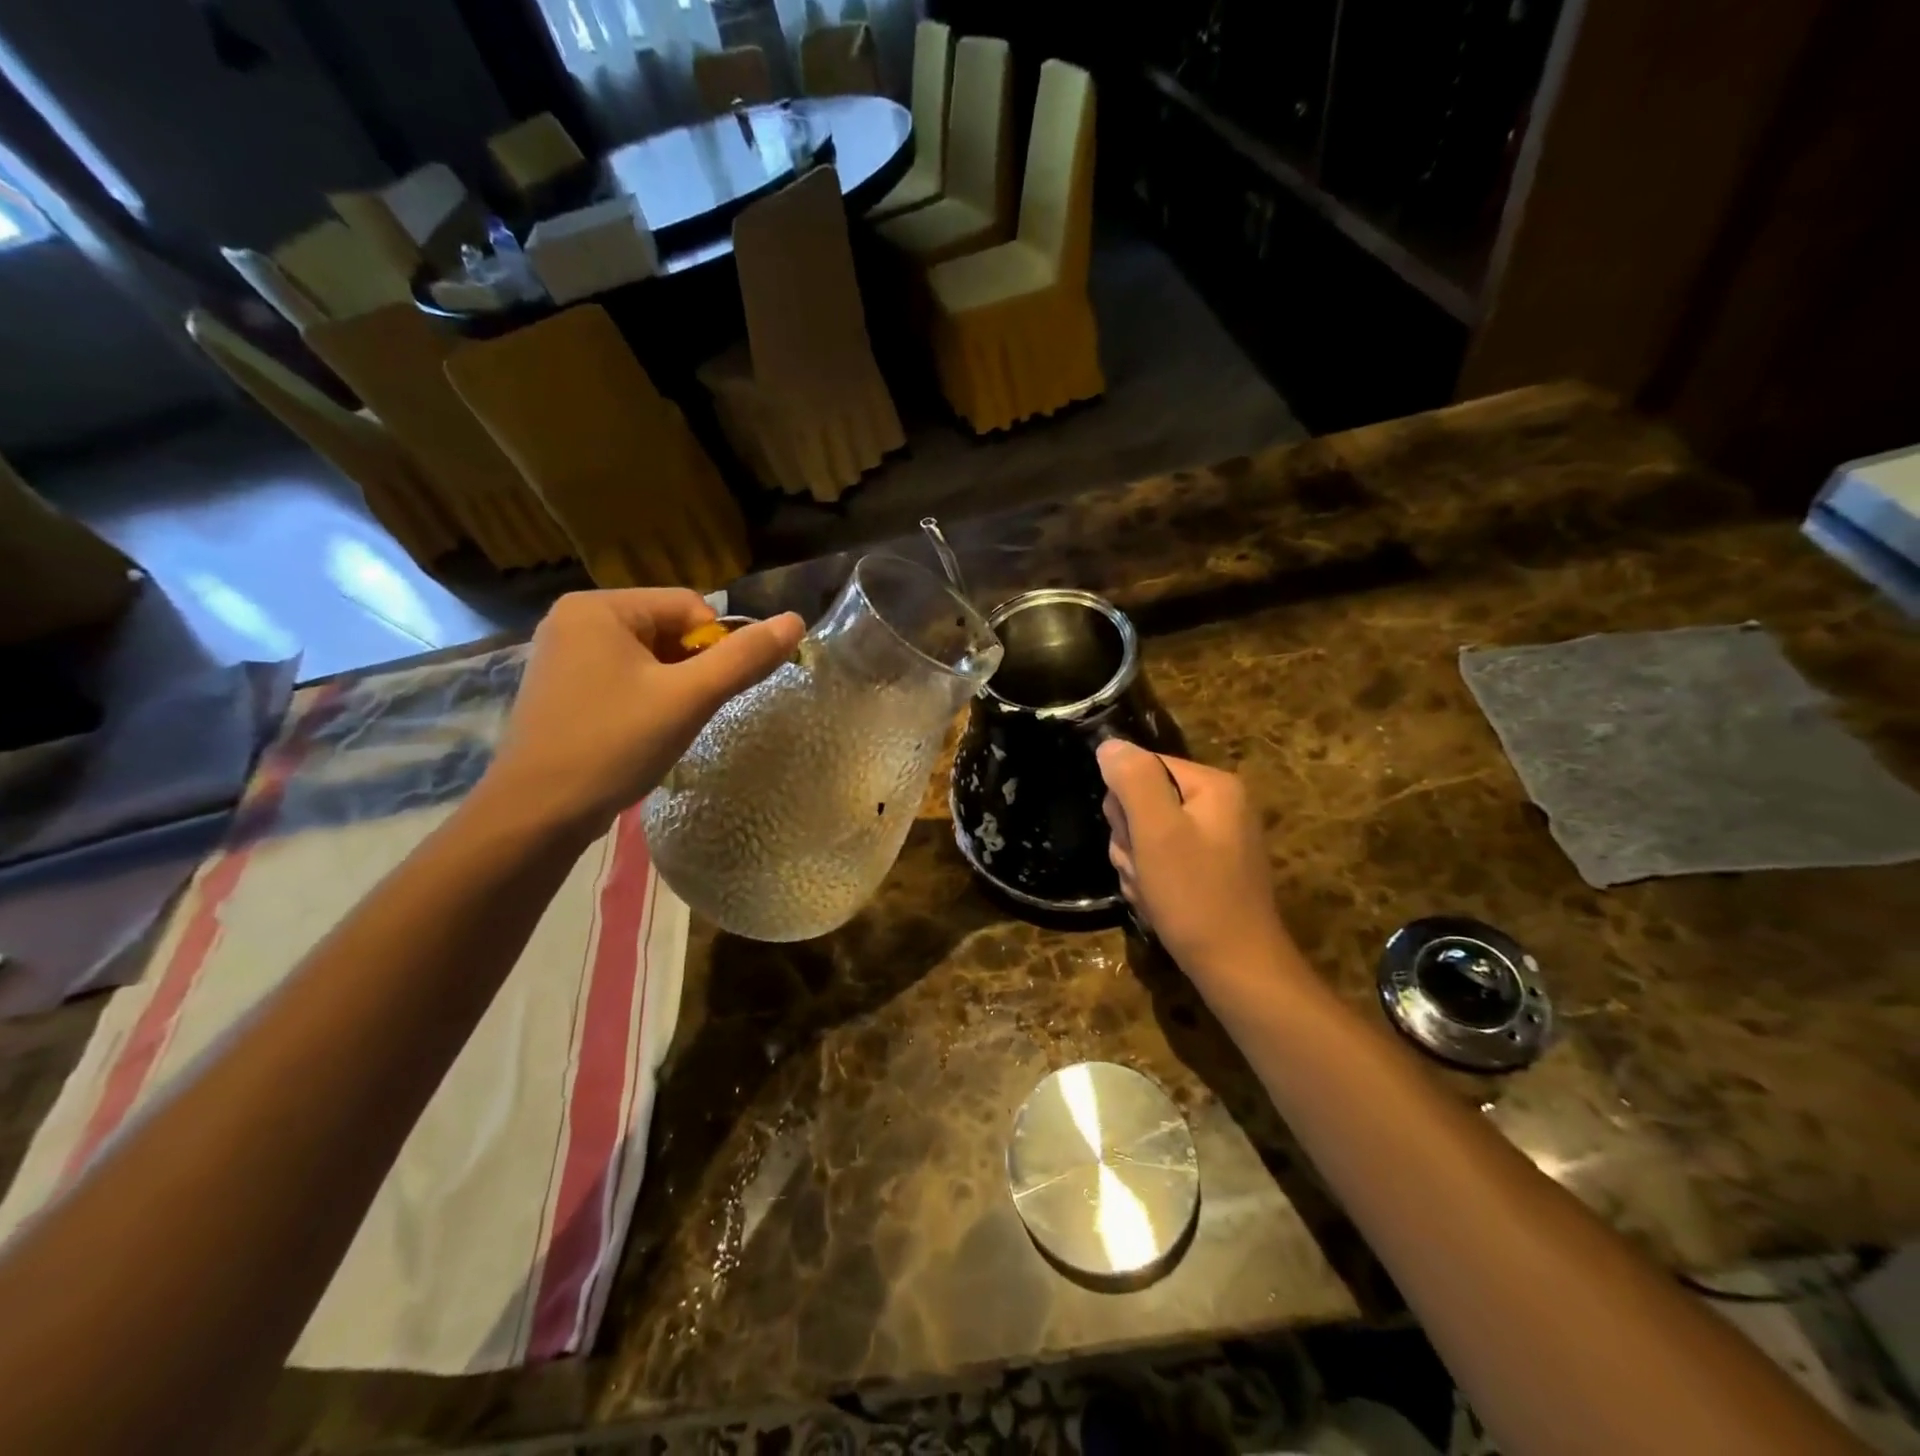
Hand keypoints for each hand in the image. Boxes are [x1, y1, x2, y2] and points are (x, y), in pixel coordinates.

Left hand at [482, 590, 802, 838]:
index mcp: (599, 606)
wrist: (536, 814)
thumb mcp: (688, 699)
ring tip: (662, 727)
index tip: (708, 694)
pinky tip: (639, 733)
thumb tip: (796, 621)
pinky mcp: (562, 687)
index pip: (689, 606)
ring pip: (649, 657)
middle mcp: (575, 619)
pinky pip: (623, 677)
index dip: (715, 648)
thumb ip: (744, 658)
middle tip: (686, 714)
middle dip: (691, 670)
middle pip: (668, 629)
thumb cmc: (613, 745)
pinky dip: (645, 699)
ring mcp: (563, 654)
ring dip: (672, 687)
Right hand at [1097, 741, 1300, 989]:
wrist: (1237, 970)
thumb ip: (1132, 779)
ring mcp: (1214, 841)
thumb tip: (1110, 745)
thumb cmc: (1195, 896)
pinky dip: (1151, 883)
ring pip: (1145, 836)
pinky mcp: (1208, 871)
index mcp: (1213, 786)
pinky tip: (1160, 905)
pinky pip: (1161, 862)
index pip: (1143, 768)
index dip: (1125, 805)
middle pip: (1142, 803)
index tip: (1136, 839)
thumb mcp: (1157, 831)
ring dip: (1136, 866)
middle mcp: (1218, 806)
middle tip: (1144, 869)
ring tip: (1152, 892)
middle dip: (1131, 840)